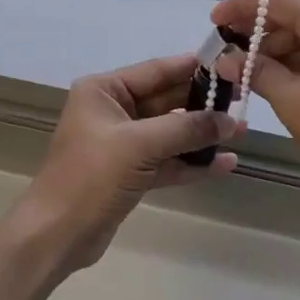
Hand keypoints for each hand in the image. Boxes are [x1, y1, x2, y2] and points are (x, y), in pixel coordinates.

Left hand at [18, 54, 241, 269]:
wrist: (57, 234)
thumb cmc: (91, 176)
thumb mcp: (140, 145)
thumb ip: (186, 128)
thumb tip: (229, 121)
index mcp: (104, 90)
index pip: (155, 71)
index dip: (191, 68)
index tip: (227, 64)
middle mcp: (112, 110)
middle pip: (166, 101)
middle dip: (202, 105)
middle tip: (242, 103)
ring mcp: (121, 144)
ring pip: (169, 133)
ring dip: (201, 136)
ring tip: (241, 134)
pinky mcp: (129, 173)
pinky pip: (166, 160)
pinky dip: (191, 163)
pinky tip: (224, 164)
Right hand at [213, 0, 299, 203]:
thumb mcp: (293, 101)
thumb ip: (256, 71)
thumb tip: (226, 59)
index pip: (277, 0)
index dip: (240, 9)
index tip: (213, 23)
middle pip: (296, 14)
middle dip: (259, 35)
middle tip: (227, 57)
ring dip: (281, 50)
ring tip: (249, 74)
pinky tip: (282, 78)